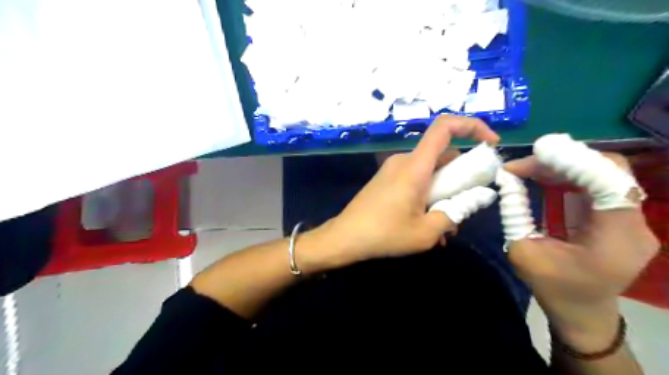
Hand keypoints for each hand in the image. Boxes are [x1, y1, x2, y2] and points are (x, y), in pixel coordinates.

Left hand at [308, 115, 495, 266]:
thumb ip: (455, 213)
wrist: (345, 237)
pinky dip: (427, 194)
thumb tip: (475, 200)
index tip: (491, 144)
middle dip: (460, 177)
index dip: (472, 126)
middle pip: (442, 155)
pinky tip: (426, 222)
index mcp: (415, 166)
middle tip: (466, 205)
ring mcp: (393, 170)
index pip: (444, 127)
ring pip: (429, 171)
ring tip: (444, 225)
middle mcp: (404, 161)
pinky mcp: (386, 180)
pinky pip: (415, 179)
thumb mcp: (426, 232)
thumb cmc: (384, 234)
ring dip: (443, 192)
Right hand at [507, 154, 656, 347]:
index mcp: (615, 238)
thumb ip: (515, 213)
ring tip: (527, 168)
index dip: (575, 160)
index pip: (609, 182)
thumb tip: (506, 179)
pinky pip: (600, 185)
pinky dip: (570, 175)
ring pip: (605, 174)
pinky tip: (545, 176)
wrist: (583, 311)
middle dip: (563, 160)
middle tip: (523, 164)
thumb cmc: (553, 287)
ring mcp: (633, 219)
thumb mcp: (522, 251)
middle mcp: (635, 224)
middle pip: (610, 171)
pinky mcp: (623, 217)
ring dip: (564, 166)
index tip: (536, 152)